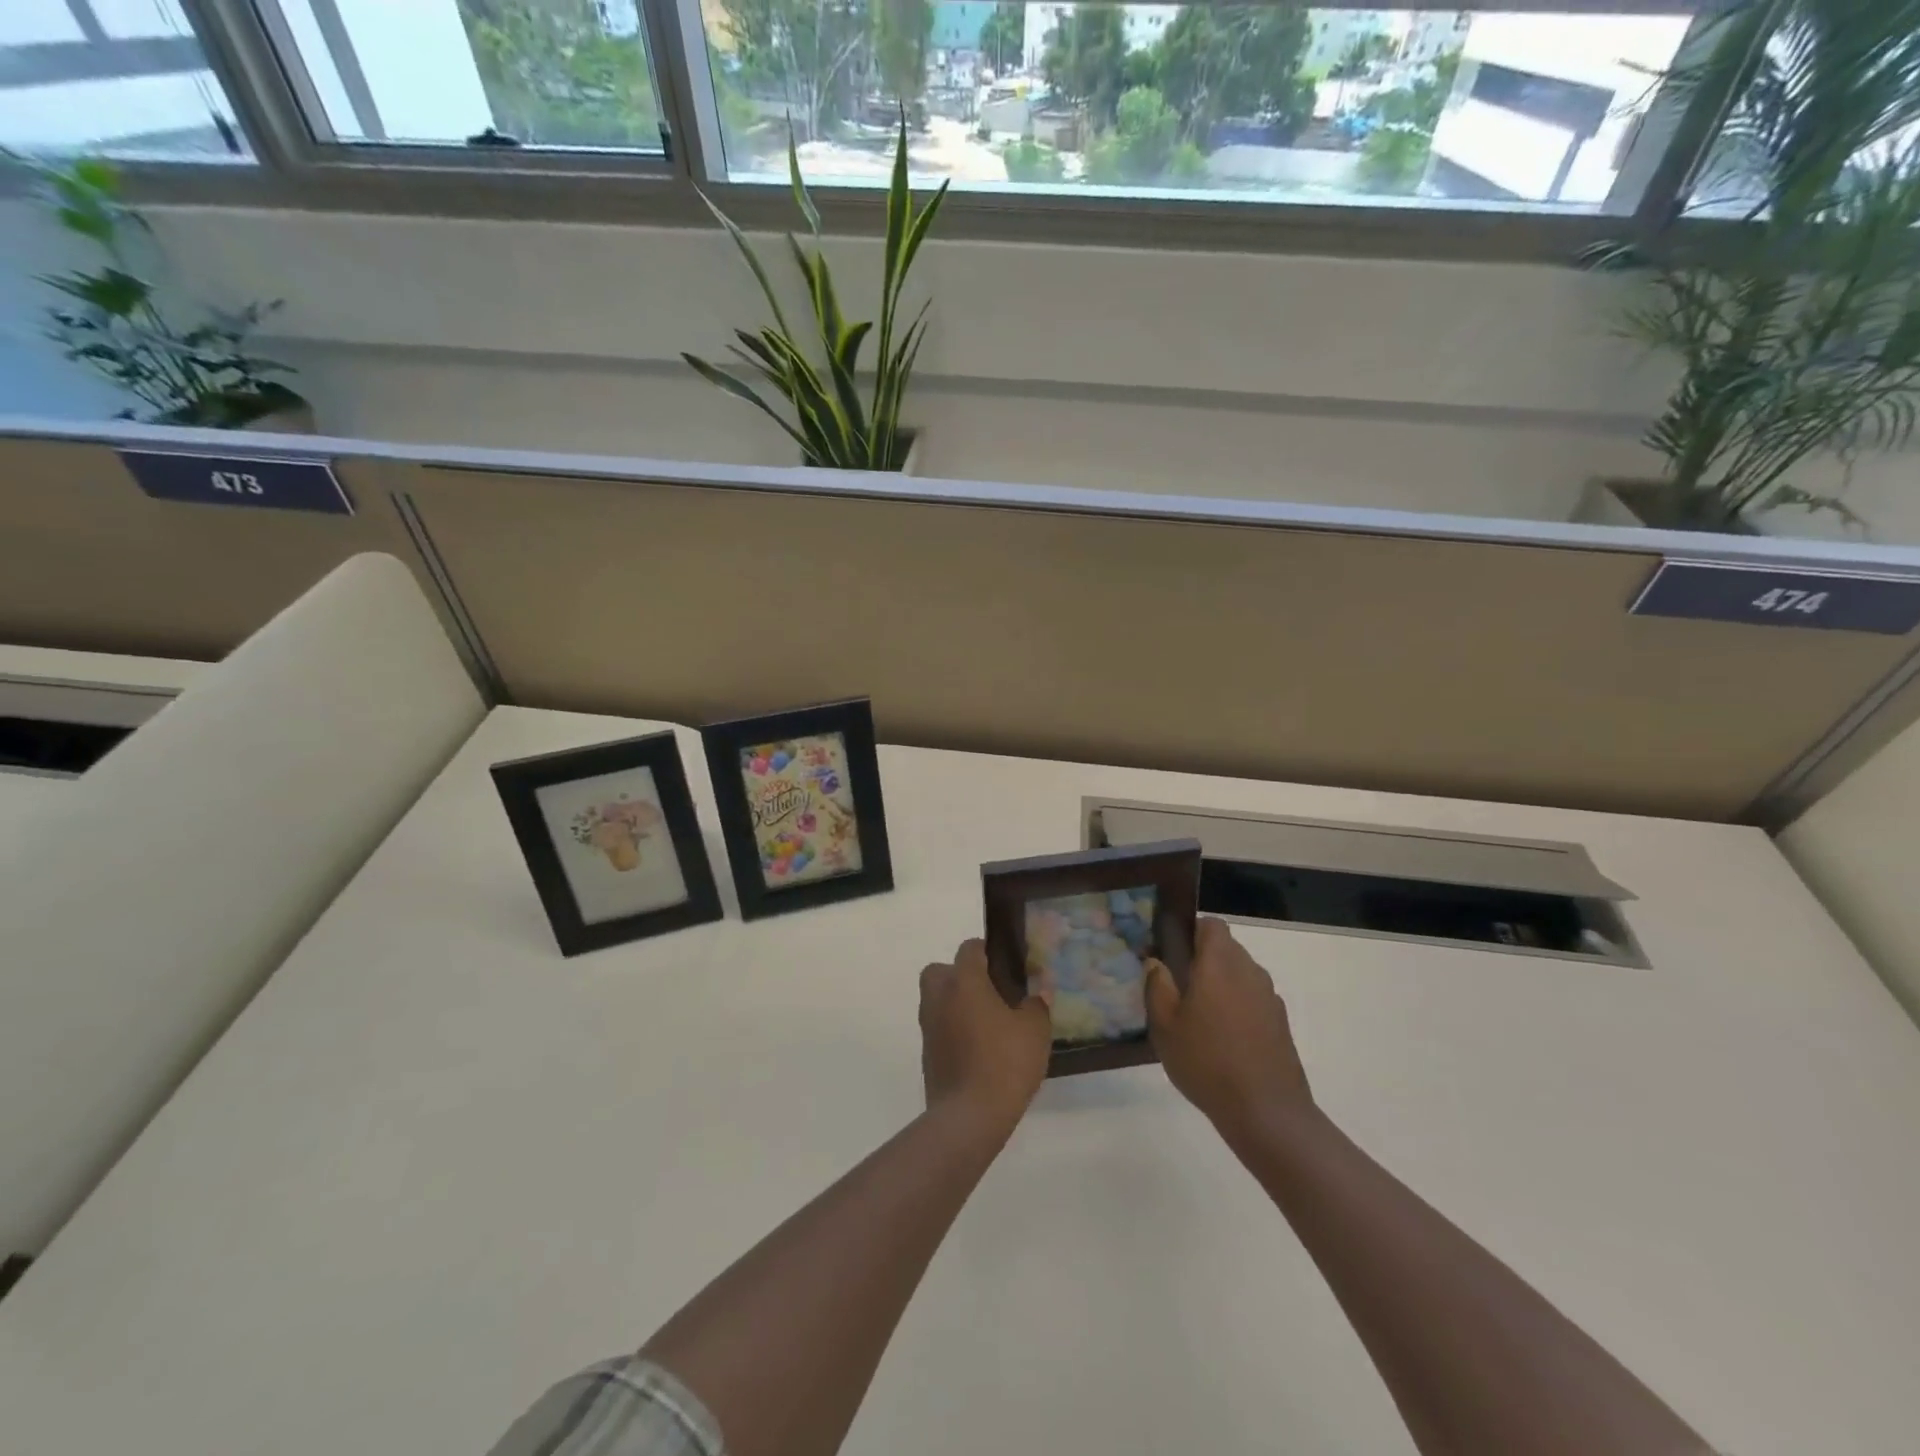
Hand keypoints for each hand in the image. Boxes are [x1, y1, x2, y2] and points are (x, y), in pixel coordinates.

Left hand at [920, 939, 1051, 1135]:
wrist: (969, 1116)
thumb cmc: (1005, 1062)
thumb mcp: (1035, 1030)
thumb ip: (1036, 1005)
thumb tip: (1035, 994)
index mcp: (964, 980)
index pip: (970, 948)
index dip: (988, 952)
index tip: (1008, 967)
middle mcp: (939, 995)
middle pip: (943, 970)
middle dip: (962, 976)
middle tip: (990, 993)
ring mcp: (928, 1024)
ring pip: (938, 999)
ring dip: (956, 1003)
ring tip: (988, 1023)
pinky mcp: (926, 1052)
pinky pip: (939, 1027)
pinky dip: (953, 1030)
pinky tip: (978, 1049)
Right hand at [1147, 918, 1312, 1136]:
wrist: (1266, 1111)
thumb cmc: (1206, 1061)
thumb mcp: (1165, 1025)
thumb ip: (1157, 986)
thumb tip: (1155, 962)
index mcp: (1219, 963)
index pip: (1211, 925)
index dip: (1191, 931)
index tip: (1173, 951)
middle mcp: (1249, 971)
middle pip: (1226, 948)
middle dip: (1203, 959)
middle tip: (1178, 986)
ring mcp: (1269, 997)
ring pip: (1240, 974)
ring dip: (1221, 983)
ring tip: (1199, 1016)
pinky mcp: (1281, 1022)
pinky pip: (1253, 999)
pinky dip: (1238, 1006)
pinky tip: (1223, 1039)